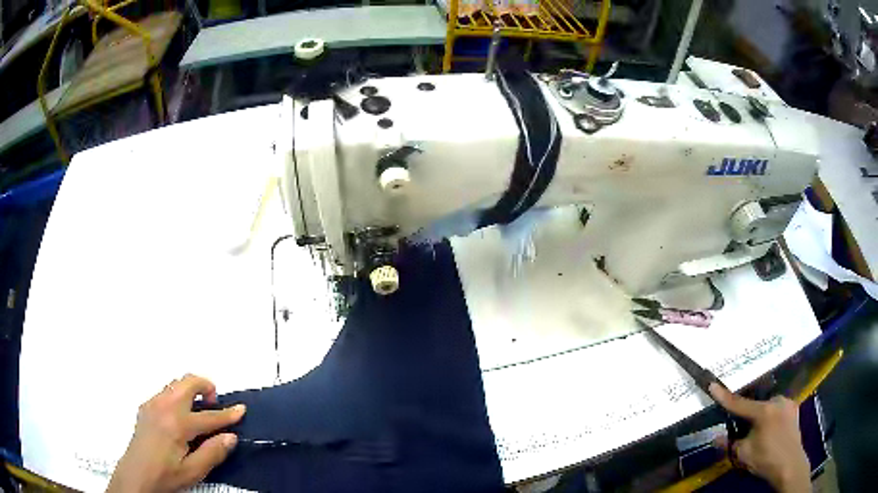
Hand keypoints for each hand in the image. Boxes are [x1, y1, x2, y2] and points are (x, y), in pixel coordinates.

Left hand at [107, 374, 245, 492]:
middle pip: (187, 381)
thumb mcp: (193, 471)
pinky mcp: (145, 406)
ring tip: (199, 410)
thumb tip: (231, 437)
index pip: (208, 416)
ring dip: (190, 389)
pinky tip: (180, 416)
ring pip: (175, 383)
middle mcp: (164, 406)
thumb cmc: (165, 475)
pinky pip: (165, 391)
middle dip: (205, 385)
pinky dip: (178, 395)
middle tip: (215, 402)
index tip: (241, 409)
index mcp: (177, 424)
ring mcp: (152, 403)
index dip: (228, 414)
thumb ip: (213, 453)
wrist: (136, 475)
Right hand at [709, 383, 810, 492]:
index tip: (713, 384)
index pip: (739, 403)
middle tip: (745, 431)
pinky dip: (772, 417)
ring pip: (769, 406)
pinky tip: (772, 432)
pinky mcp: (794, 409)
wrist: (790, 465)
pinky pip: (778, 409)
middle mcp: (777, 401)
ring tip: (761, 435)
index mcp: (763, 411)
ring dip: (762, 417)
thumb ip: (730, 444)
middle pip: (756, 405)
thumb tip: (715, 438)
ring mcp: (788, 403)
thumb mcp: (744, 455)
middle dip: (749, 416)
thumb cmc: (766, 459)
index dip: (724, 397)